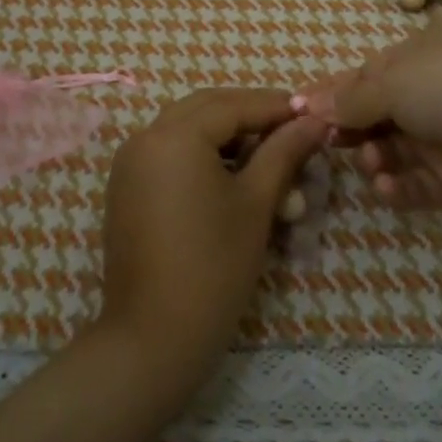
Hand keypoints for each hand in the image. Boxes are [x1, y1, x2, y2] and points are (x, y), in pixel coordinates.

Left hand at [96, 88, 327, 400]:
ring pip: (186, 128)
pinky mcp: (126, 187)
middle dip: (250, 114)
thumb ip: (284, 152)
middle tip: (290, 130)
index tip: (312, 114)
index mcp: (175, 135)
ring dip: (226, 134)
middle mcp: (145, 137)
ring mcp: (130, 162)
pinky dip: (200, 153)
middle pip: (207, 108)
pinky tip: (231, 176)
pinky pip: (168, 152)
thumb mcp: (256, 203)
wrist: (153, 337)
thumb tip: (314, 121)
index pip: (234, 104)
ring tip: (267, 156)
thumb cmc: (213, 266)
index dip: (276, 107)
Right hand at [297, 30, 441, 209]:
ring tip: (370, 160)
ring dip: (372, 157)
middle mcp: (426, 95)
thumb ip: (349, 98)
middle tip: (327, 141)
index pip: (362, 77)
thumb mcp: (391, 81)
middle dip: (348, 129)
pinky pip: (413, 183)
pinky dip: (394, 186)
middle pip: (373, 116)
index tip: (298, 111)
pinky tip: (383, 185)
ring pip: (389, 151)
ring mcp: (440, 137)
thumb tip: (308, 102)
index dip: (330, 93)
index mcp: (414, 59)